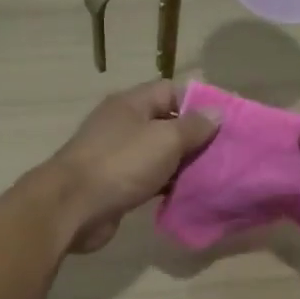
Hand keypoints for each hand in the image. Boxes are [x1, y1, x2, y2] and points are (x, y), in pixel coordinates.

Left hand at [43, 81, 220, 253]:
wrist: (72, 207)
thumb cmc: (121, 164)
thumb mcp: (165, 139)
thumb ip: (193, 126)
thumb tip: (217, 112)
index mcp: (132, 104)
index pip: (171, 90)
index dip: (199, 102)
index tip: (226, 121)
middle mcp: (123, 125)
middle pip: (167, 123)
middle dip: (195, 137)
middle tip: (226, 152)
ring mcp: (117, 155)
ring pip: (159, 154)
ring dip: (183, 164)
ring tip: (214, 175)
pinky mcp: (116, 184)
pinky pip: (149, 178)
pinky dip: (167, 184)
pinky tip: (188, 195)